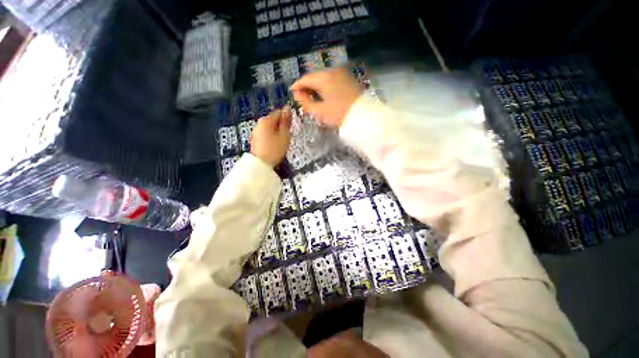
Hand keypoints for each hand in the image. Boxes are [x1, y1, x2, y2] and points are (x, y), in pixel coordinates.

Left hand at [250, 106, 291, 166]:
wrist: (260, 165)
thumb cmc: (275, 149)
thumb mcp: (284, 135)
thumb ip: (286, 121)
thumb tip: (287, 107)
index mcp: (266, 120)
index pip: (279, 113)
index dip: (287, 119)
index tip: (291, 128)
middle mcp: (259, 123)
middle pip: (273, 121)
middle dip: (281, 127)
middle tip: (287, 137)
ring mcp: (256, 132)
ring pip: (270, 128)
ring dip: (276, 133)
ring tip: (281, 143)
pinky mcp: (255, 140)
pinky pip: (266, 135)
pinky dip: (271, 138)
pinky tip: (274, 146)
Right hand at [291, 67, 362, 127]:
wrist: (364, 115)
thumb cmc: (340, 114)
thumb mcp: (320, 111)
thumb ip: (306, 103)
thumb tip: (297, 95)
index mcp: (325, 77)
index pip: (306, 79)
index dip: (297, 86)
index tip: (292, 92)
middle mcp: (333, 71)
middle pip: (315, 77)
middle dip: (307, 86)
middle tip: (302, 98)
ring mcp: (342, 73)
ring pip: (323, 78)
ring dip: (316, 86)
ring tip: (312, 98)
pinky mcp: (348, 78)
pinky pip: (332, 79)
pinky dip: (325, 86)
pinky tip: (323, 95)